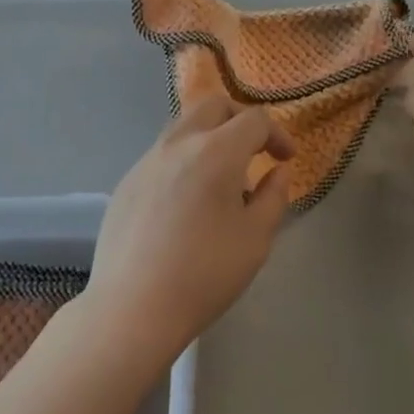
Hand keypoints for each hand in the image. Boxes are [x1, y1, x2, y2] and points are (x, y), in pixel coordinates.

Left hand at [83, 96, 294, 367]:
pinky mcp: (128, 180)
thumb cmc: (204, 274)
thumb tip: (278, 171)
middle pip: (215, 105)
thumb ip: (274, 196)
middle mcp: (181, 142)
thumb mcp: (256, 239)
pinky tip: (186, 200)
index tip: (285, 160)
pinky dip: (184, 159)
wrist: (132, 308)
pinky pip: (163, 153)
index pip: (255, 120)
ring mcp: (149, 158)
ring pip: (185, 125)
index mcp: (218, 150)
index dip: (277, 134)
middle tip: (254, 150)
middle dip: (241, 119)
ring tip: (220, 176)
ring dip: (210, 135)